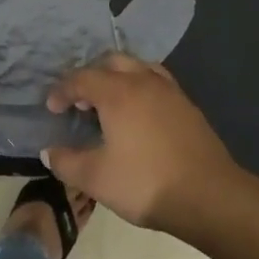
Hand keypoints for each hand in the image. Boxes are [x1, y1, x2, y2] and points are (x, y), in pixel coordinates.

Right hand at [42, 54, 253, 233]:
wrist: (209, 196)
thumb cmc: (145, 183)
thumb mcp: (95, 179)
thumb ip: (66, 162)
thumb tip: (49, 152)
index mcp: (117, 92)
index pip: (81, 78)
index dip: (61, 91)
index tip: (52, 109)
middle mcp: (143, 81)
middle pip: (111, 62)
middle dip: (90, 76)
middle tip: (80, 102)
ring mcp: (170, 91)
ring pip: (138, 68)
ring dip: (118, 78)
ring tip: (110, 104)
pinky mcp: (188, 106)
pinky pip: (156, 83)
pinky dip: (140, 88)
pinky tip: (138, 116)